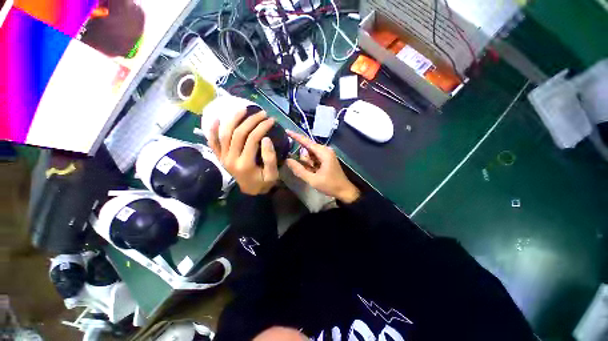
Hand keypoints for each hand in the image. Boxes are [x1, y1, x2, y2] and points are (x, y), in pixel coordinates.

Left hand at [208, 110, 278, 194]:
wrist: (249, 192)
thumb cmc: (262, 183)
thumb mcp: (272, 175)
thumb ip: (270, 158)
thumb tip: (266, 138)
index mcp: (245, 164)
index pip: (252, 139)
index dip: (262, 127)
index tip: (271, 120)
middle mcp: (230, 159)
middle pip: (239, 133)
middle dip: (251, 120)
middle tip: (262, 113)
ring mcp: (223, 157)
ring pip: (225, 134)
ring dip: (233, 119)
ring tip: (243, 109)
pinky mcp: (219, 157)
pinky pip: (213, 142)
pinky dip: (212, 130)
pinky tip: (216, 119)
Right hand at [285, 131, 360, 203]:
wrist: (344, 191)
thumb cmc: (330, 185)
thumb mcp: (313, 180)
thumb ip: (299, 170)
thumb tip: (287, 160)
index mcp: (323, 153)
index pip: (307, 142)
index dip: (296, 136)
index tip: (286, 131)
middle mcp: (325, 150)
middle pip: (308, 148)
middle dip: (303, 158)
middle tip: (303, 168)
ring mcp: (326, 154)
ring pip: (311, 154)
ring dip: (308, 162)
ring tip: (312, 173)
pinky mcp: (326, 159)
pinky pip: (315, 158)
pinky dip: (311, 164)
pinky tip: (314, 172)